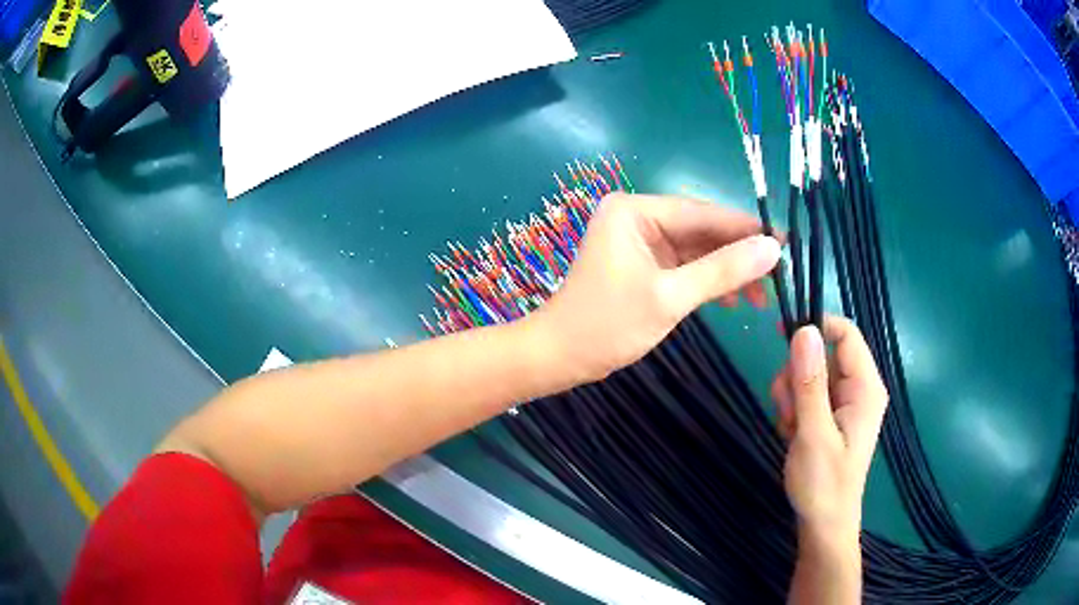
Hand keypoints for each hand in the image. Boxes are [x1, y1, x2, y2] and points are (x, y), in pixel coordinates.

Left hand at [533, 193, 780, 380]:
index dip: (747, 229)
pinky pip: (685, 265)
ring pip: (697, 249)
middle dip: (739, 254)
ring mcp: (640, 241)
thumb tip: (773, 249)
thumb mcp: (670, 297)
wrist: (560, 357)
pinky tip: (733, 300)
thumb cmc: (607, 325)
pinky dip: (708, 280)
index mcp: (635, 211)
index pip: (704, 214)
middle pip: (702, 230)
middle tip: (780, 276)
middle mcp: (638, 217)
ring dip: (727, 271)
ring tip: (762, 296)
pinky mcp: (643, 263)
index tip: (786, 244)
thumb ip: (723, 271)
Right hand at [771, 318, 888, 535]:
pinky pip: (808, 394)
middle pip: (823, 354)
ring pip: (811, 374)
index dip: (816, 327)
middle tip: (789, 409)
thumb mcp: (814, 434)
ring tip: (791, 428)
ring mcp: (845, 403)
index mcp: (865, 387)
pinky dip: (794, 409)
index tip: (781, 335)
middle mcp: (858, 388)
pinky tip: (793, 434)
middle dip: (798, 375)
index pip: (846, 334)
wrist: (824, 524)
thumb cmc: (824, 484)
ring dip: (792, 395)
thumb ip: (810, 383)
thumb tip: (803, 331)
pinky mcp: (832, 416)